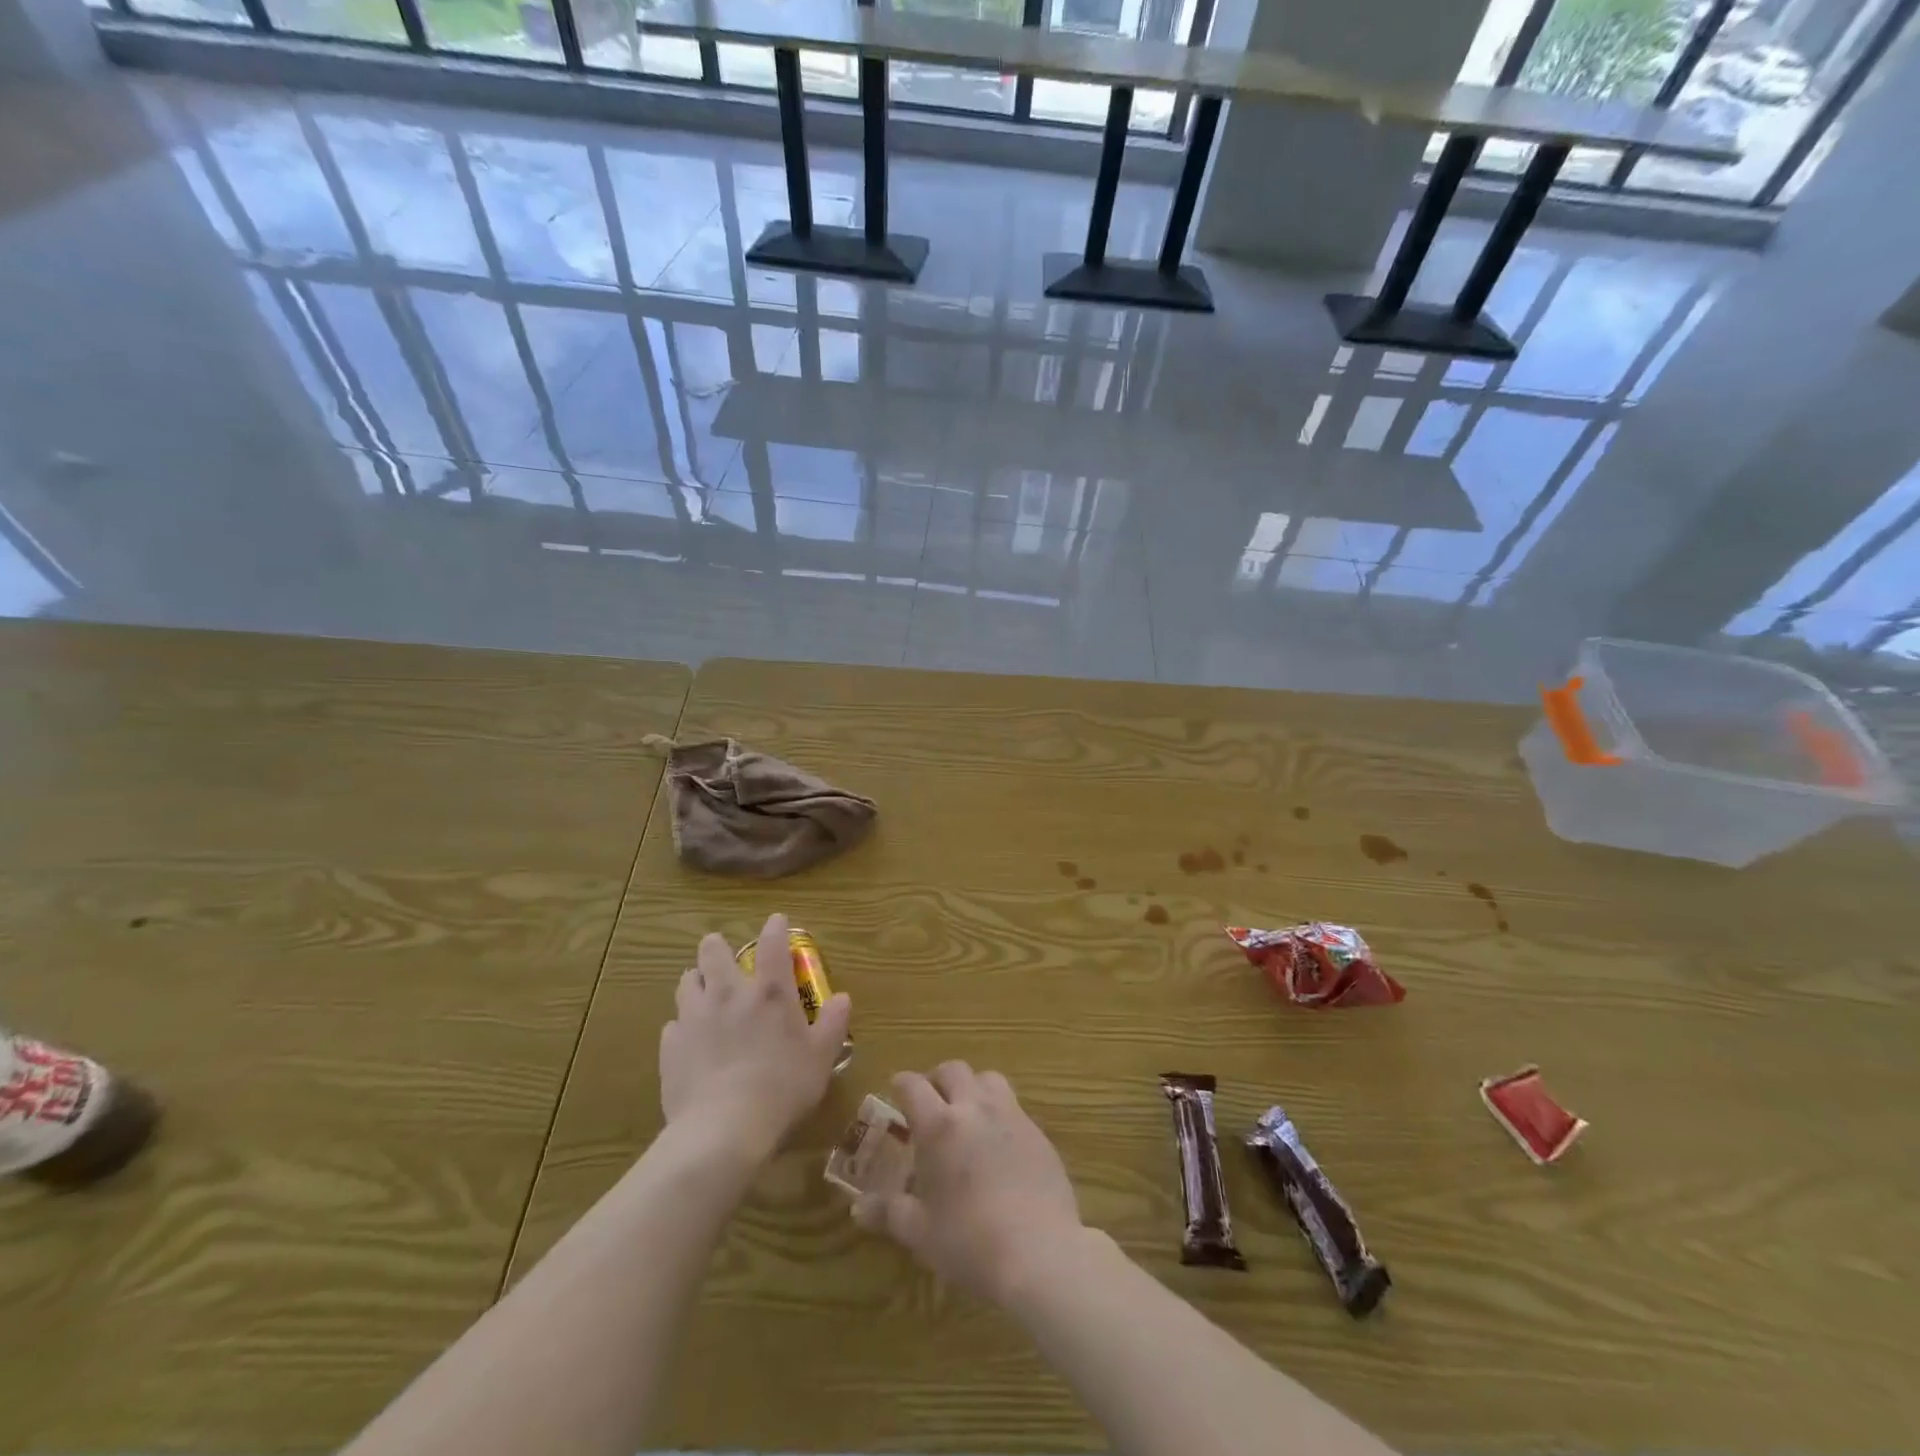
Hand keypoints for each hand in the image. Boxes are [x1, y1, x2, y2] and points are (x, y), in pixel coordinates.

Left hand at [659, 913, 851, 1162]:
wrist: (723, 1130)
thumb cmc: (783, 1088)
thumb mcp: (821, 1057)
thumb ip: (832, 1024)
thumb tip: (843, 998)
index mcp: (769, 991)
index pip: (772, 942)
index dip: (775, 927)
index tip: (776, 921)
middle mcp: (728, 993)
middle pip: (713, 951)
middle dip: (717, 947)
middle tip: (726, 959)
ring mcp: (694, 1017)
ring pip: (686, 981)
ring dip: (696, 982)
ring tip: (704, 995)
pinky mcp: (670, 1046)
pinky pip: (673, 1025)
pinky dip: (683, 1026)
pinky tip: (691, 1042)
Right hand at [853, 1062, 1083, 1305]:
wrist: (1039, 1253)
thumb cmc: (969, 1242)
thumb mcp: (920, 1232)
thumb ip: (889, 1212)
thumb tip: (857, 1208)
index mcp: (939, 1125)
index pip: (913, 1085)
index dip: (901, 1084)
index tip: (895, 1092)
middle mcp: (974, 1108)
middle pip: (953, 1069)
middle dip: (937, 1079)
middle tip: (931, 1102)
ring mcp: (1011, 1115)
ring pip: (988, 1078)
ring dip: (972, 1087)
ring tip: (967, 1113)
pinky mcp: (1038, 1132)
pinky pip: (1014, 1105)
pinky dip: (999, 1111)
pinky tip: (998, 1142)